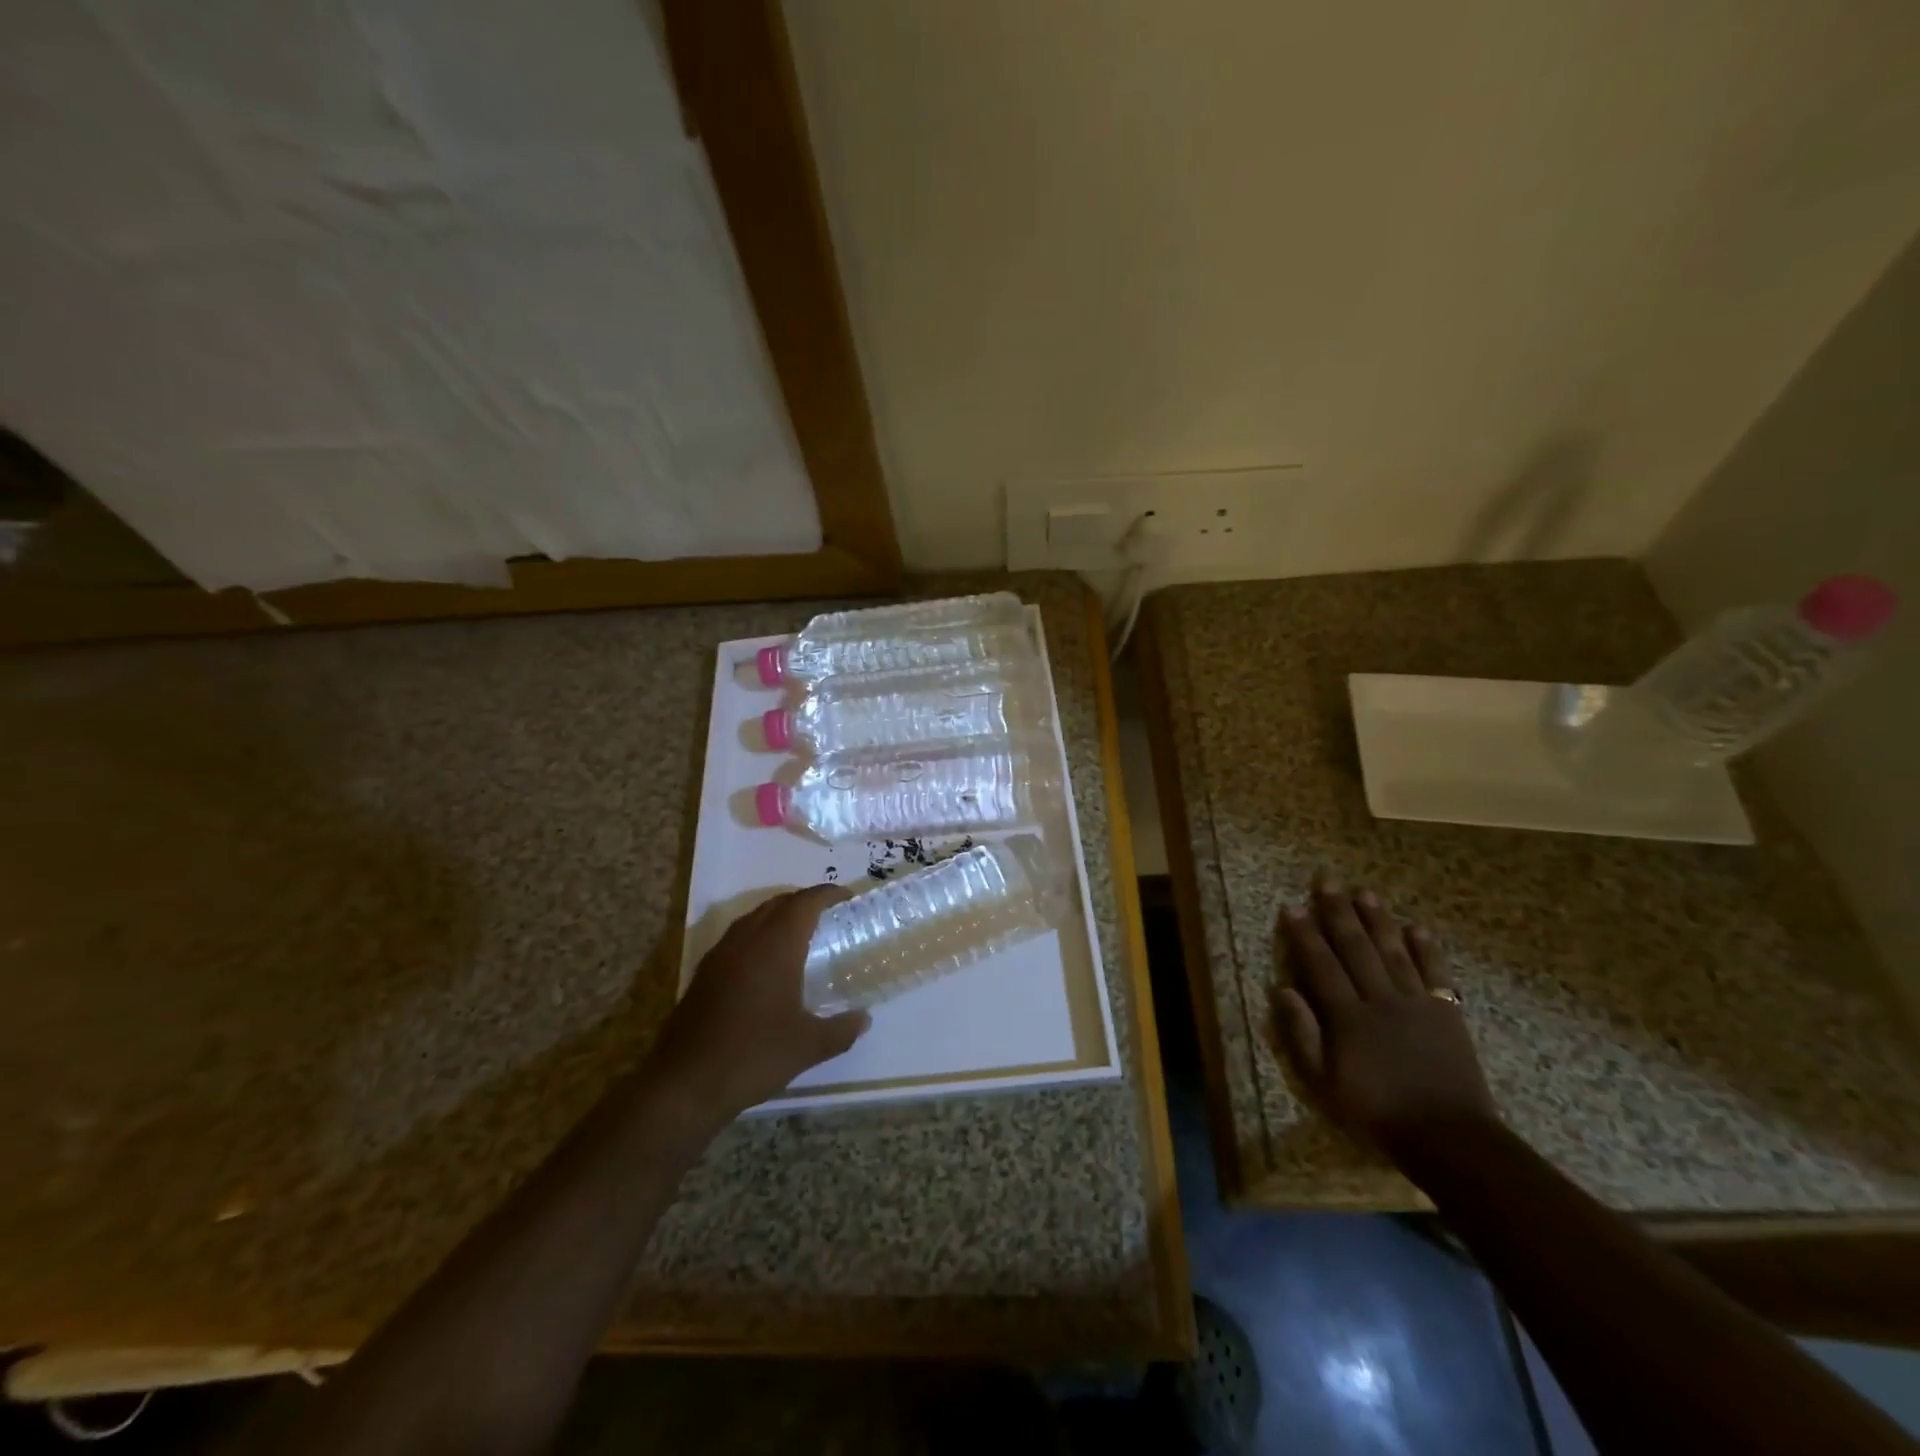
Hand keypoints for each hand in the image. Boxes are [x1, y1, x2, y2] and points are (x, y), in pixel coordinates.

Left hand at [651, 885, 870, 1117]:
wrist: (685, 1084)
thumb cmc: (753, 1055)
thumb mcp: (808, 1047)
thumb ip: (841, 1030)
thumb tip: (865, 1019)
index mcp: (776, 946)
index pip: (805, 902)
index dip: (828, 894)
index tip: (848, 898)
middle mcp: (746, 939)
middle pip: (778, 903)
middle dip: (805, 902)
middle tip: (830, 917)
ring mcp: (720, 955)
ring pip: (754, 918)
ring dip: (779, 917)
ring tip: (801, 936)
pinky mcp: (704, 974)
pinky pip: (738, 938)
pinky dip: (759, 936)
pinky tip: (767, 966)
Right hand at [1274, 875, 1496, 1159]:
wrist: (1449, 1138)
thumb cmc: (1377, 1113)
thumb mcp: (1324, 1084)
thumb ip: (1302, 1035)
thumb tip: (1282, 990)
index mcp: (1347, 1017)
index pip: (1320, 964)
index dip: (1304, 934)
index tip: (1293, 907)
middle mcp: (1380, 999)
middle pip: (1355, 947)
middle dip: (1338, 912)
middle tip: (1327, 881)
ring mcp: (1416, 1003)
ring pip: (1393, 951)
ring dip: (1378, 920)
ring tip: (1365, 892)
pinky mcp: (1447, 1013)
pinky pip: (1436, 973)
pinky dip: (1427, 949)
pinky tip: (1418, 927)